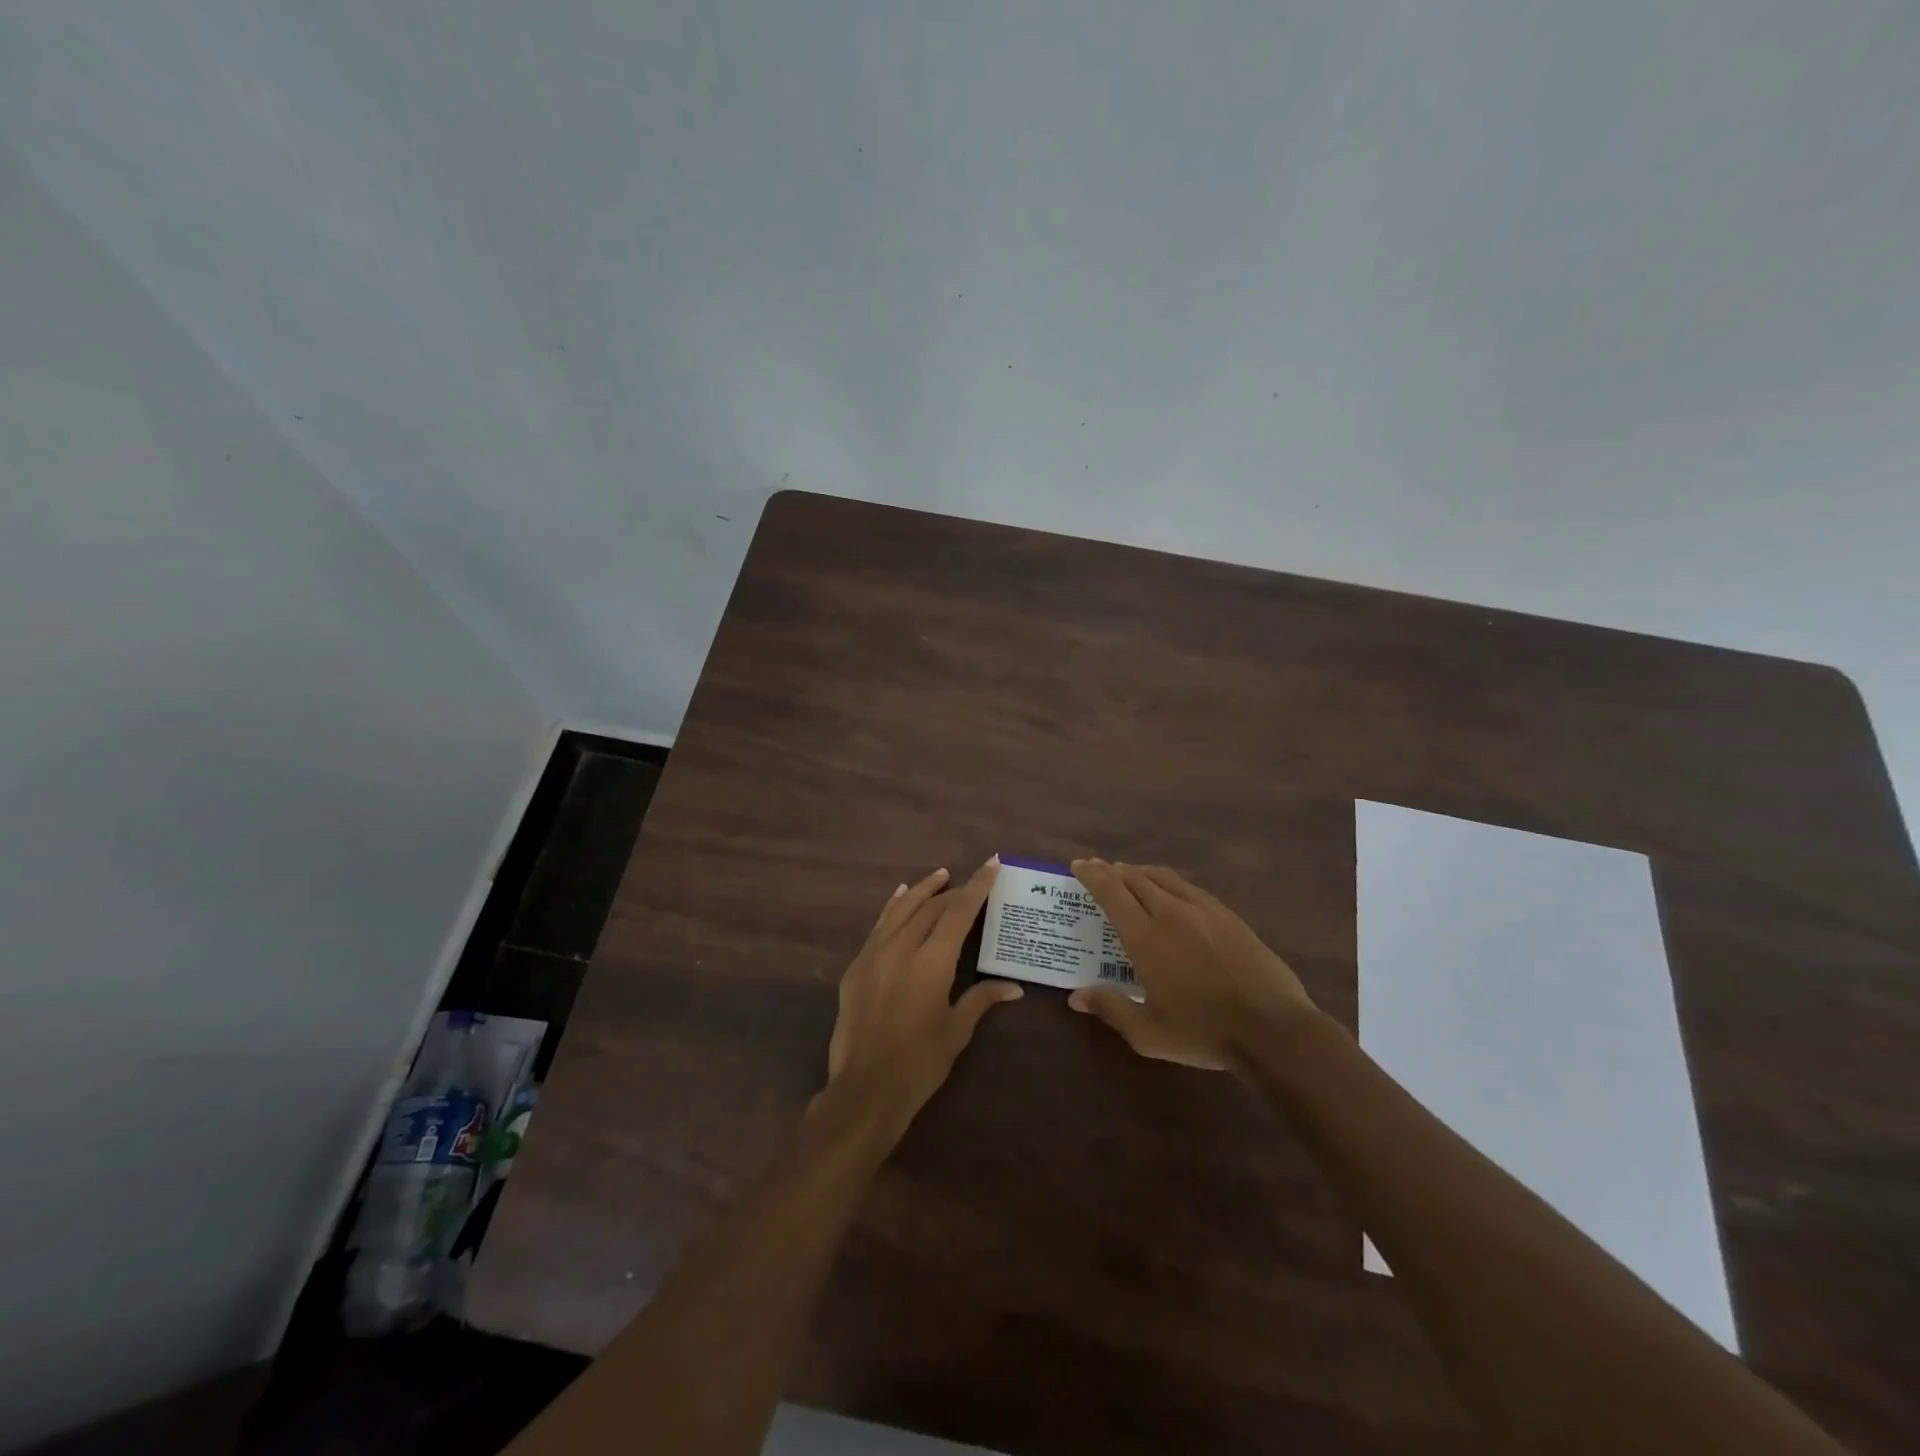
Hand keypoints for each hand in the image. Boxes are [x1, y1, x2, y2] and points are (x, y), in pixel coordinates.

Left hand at [824, 859, 1022, 1116]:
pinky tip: (900, 896)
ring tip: (940, 876)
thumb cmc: (920, 1063)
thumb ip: (982, 999)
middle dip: (954, 891)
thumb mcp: (956, 1030)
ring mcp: (874, 954)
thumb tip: (1014, 987)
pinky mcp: (857, 965)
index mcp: (932, 962)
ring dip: (923, 890)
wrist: (865, 1088)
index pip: (959, 911)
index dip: (978, 885)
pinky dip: (894, 907)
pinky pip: (879, 925)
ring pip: (902, 908)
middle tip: (972, 883)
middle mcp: (902, 948)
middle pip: (932, 907)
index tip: (992, 863)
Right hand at [1067, 860, 1317, 1070]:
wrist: (1272, 1028)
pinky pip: (1190, 888)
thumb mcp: (1148, 1033)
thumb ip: (1111, 1009)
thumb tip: (1076, 997)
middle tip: (1099, 868)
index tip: (1079, 865)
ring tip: (1131, 874)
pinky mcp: (1228, 916)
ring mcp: (1203, 910)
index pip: (1111, 892)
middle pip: (1136, 878)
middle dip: (1113, 870)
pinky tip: (1173, 892)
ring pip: (1164, 878)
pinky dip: (1170, 882)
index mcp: (1145, 936)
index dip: (1092, 875)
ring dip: (1141, 872)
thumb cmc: (1203, 1032)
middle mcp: (1171, 913)